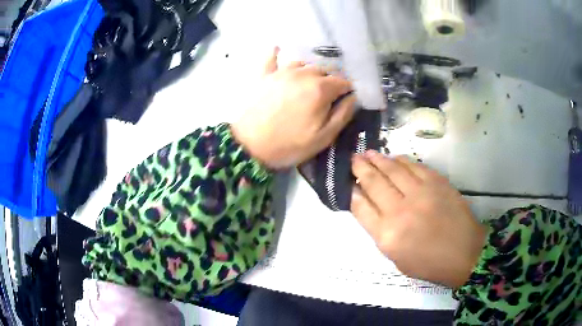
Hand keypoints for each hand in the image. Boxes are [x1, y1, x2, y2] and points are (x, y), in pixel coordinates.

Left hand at [231, 48, 355, 168]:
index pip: (343, 81)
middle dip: (331, 80)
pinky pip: (271, 58)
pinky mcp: (264, 75)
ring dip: (311, 71)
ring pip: (303, 64)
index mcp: (320, 89)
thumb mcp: (323, 137)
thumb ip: (342, 115)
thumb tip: (353, 97)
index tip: (347, 98)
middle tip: (329, 95)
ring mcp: (281, 72)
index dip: (348, 90)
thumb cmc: (289, 144)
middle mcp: (303, 74)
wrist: (249, 146)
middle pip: (324, 70)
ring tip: (310, 82)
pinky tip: (278, 49)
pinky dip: (276, 54)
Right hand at [351, 151, 486, 288]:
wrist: (463, 252)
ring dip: (378, 159)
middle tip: (353, 159)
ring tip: (368, 153)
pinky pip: (413, 165)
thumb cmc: (428, 262)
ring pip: (392, 169)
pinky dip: (400, 160)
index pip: (360, 207)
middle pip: (374, 183)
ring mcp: (420, 193)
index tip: (349, 183)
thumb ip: (380, 231)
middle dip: (360, 168)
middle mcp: (400, 211)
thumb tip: (368, 205)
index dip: (352, 192)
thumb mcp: (396, 257)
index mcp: (387, 235)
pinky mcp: (436, 182)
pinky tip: (394, 158)